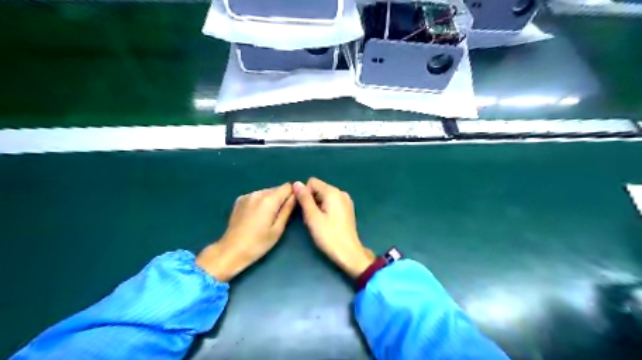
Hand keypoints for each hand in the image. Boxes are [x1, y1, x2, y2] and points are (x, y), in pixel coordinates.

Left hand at [196, 184, 295, 282]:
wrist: (231, 251)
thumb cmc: (258, 243)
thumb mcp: (278, 229)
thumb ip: (288, 209)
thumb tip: (297, 195)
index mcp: (269, 199)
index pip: (288, 186)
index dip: (293, 194)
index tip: (294, 206)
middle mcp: (258, 193)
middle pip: (277, 189)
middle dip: (282, 198)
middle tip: (280, 216)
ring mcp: (247, 195)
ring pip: (267, 192)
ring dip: (271, 201)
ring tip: (268, 218)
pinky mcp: (239, 200)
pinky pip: (256, 196)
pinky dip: (260, 202)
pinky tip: (256, 216)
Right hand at [293, 177, 374, 278]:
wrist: (349, 253)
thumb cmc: (329, 235)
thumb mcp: (313, 217)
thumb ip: (304, 199)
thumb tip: (296, 183)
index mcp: (333, 192)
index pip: (312, 182)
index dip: (304, 193)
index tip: (303, 209)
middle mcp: (341, 193)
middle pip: (319, 188)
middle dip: (311, 200)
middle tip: (310, 218)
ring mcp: (346, 201)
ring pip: (324, 196)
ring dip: (317, 206)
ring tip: (317, 222)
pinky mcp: (347, 209)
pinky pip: (331, 203)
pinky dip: (325, 209)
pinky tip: (325, 222)